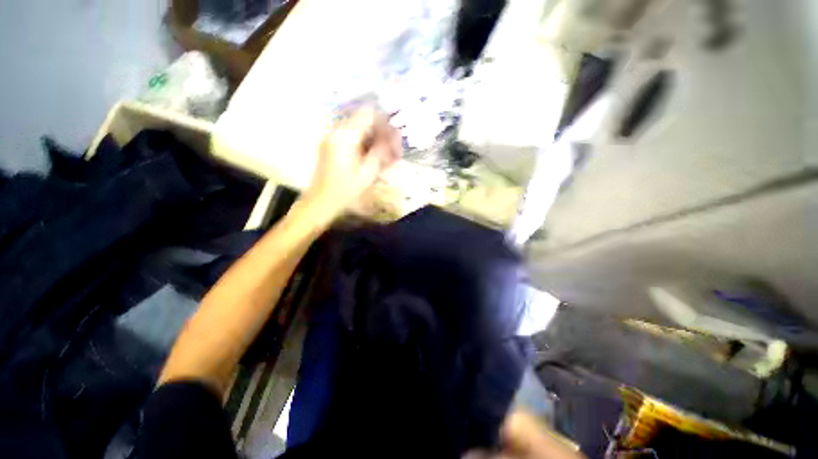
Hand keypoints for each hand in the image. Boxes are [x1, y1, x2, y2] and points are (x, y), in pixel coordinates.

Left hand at [303, 107, 401, 216]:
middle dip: (380, 131)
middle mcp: (336, 131)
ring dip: (373, 138)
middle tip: (392, 149)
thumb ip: (382, 150)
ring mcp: (331, 137)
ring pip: (358, 128)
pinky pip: (350, 136)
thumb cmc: (346, 189)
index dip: (384, 121)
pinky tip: (371, 157)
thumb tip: (394, 135)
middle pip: (363, 119)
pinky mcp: (330, 144)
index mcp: (345, 136)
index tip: (394, 136)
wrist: (321, 201)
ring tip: (383, 155)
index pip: (368, 113)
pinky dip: (363, 143)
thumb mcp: (368, 172)